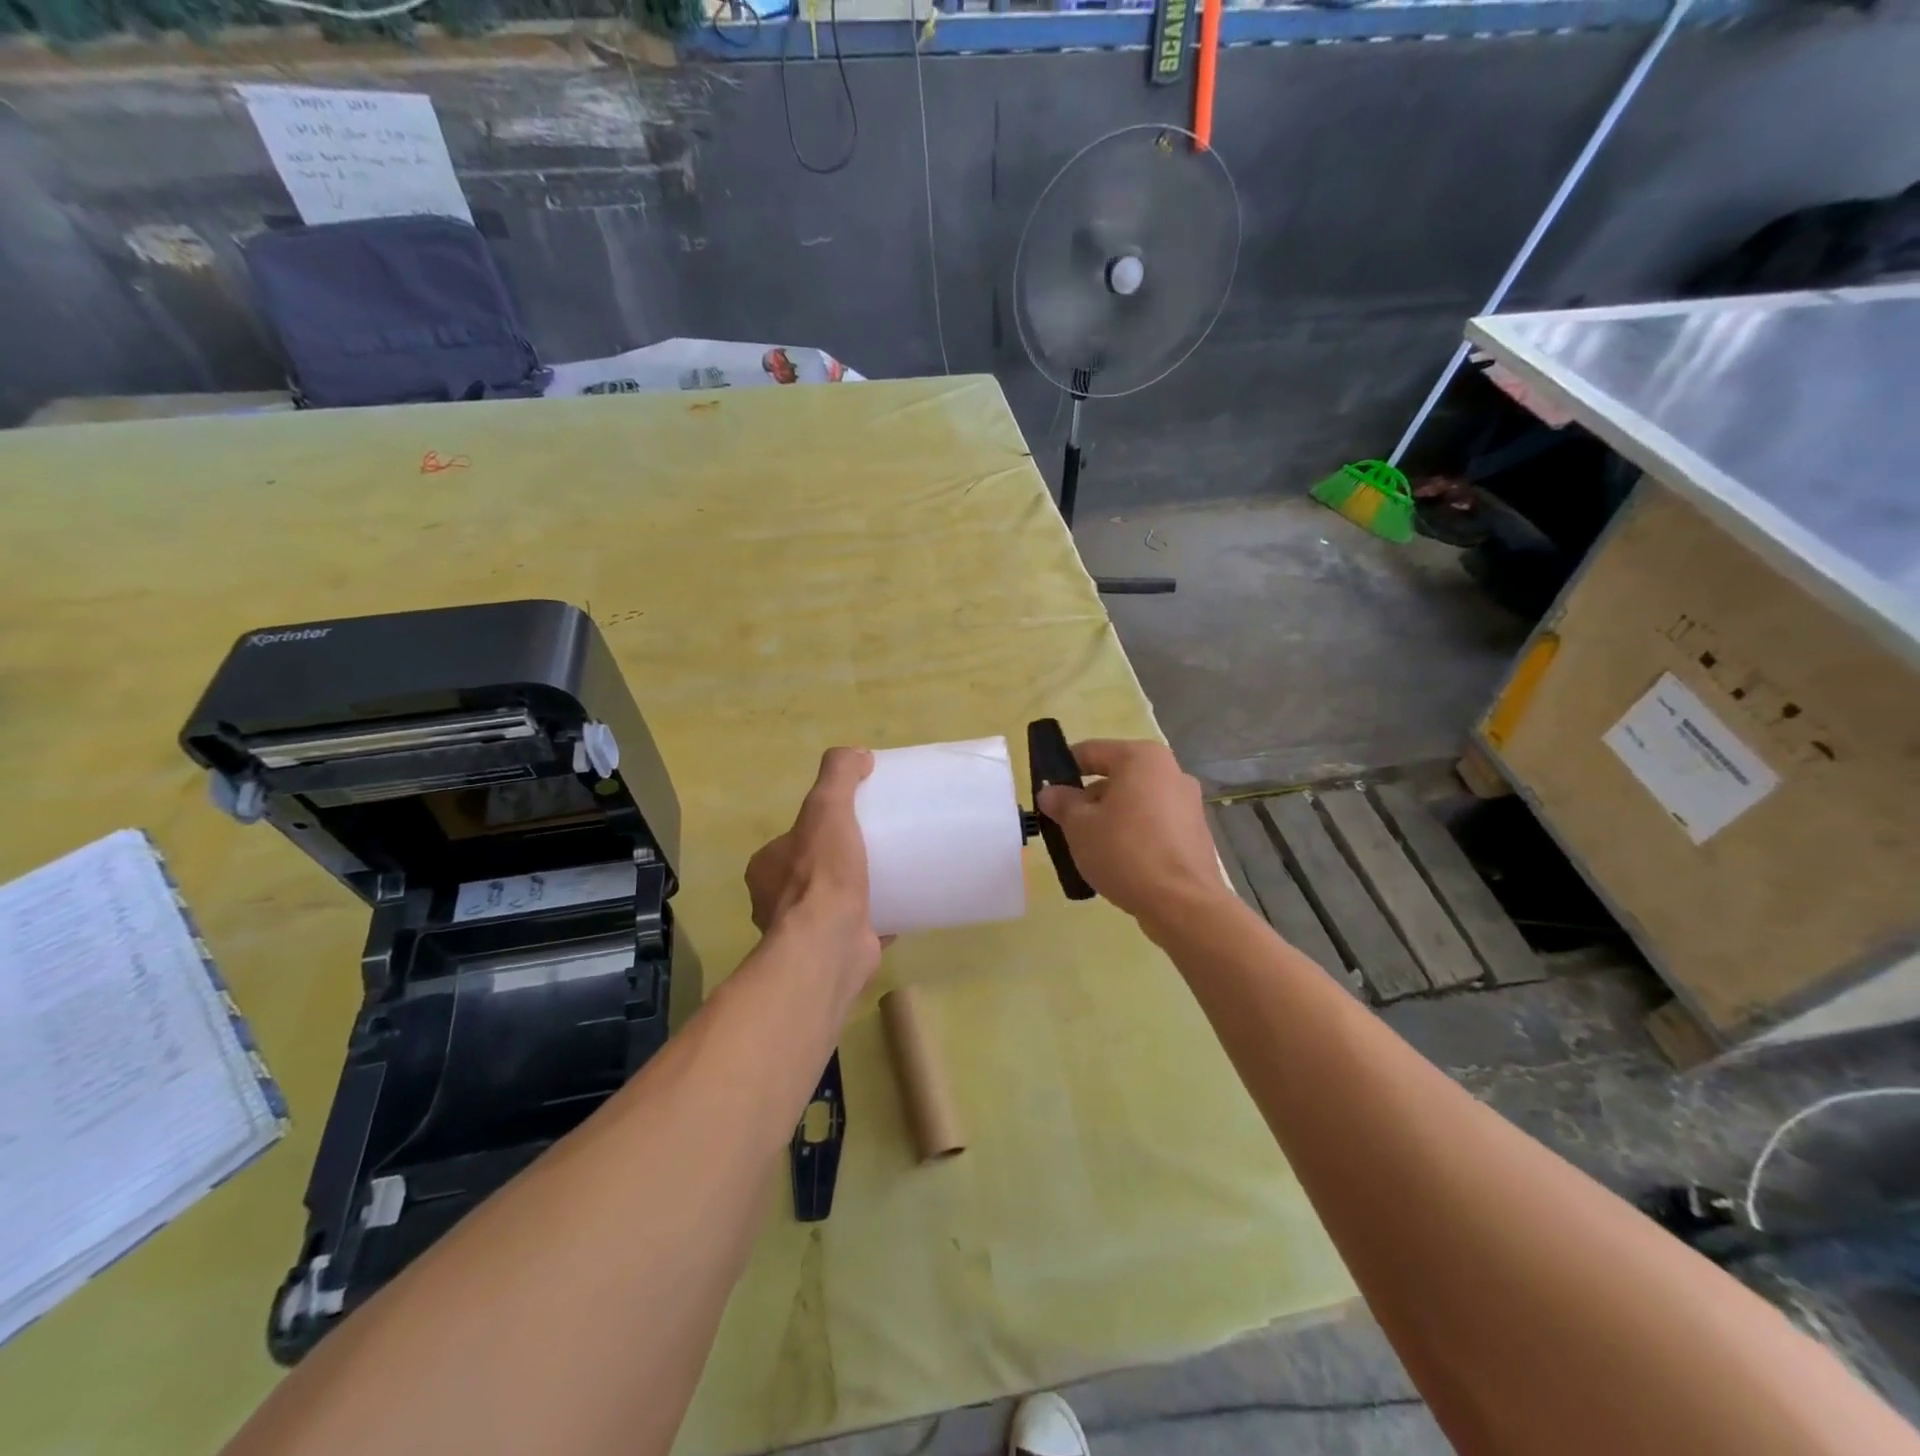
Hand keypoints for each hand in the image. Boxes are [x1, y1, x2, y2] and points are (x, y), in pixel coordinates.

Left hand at [745, 748, 884, 992]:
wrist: (830, 945)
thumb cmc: (822, 875)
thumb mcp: (827, 808)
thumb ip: (838, 775)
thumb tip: (858, 754)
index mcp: (766, 869)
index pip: (791, 841)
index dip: (818, 829)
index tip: (850, 822)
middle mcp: (775, 902)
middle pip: (811, 871)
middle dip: (838, 861)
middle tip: (876, 846)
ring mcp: (803, 932)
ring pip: (830, 903)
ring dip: (855, 892)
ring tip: (892, 875)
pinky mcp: (832, 952)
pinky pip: (856, 928)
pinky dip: (874, 919)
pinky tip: (900, 908)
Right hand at [1036, 739, 1235, 928]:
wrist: (1182, 903)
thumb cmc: (1125, 851)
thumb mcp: (1079, 826)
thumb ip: (1062, 803)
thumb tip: (1051, 792)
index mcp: (1142, 758)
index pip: (1091, 751)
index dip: (1064, 768)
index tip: (1047, 792)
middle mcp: (1170, 772)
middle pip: (1116, 777)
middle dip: (1088, 799)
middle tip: (1065, 825)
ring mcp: (1188, 803)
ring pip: (1135, 802)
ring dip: (1110, 818)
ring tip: (1089, 848)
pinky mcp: (1195, 833)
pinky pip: (1154, 824)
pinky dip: (1133, 835)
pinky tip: (1119, 861)